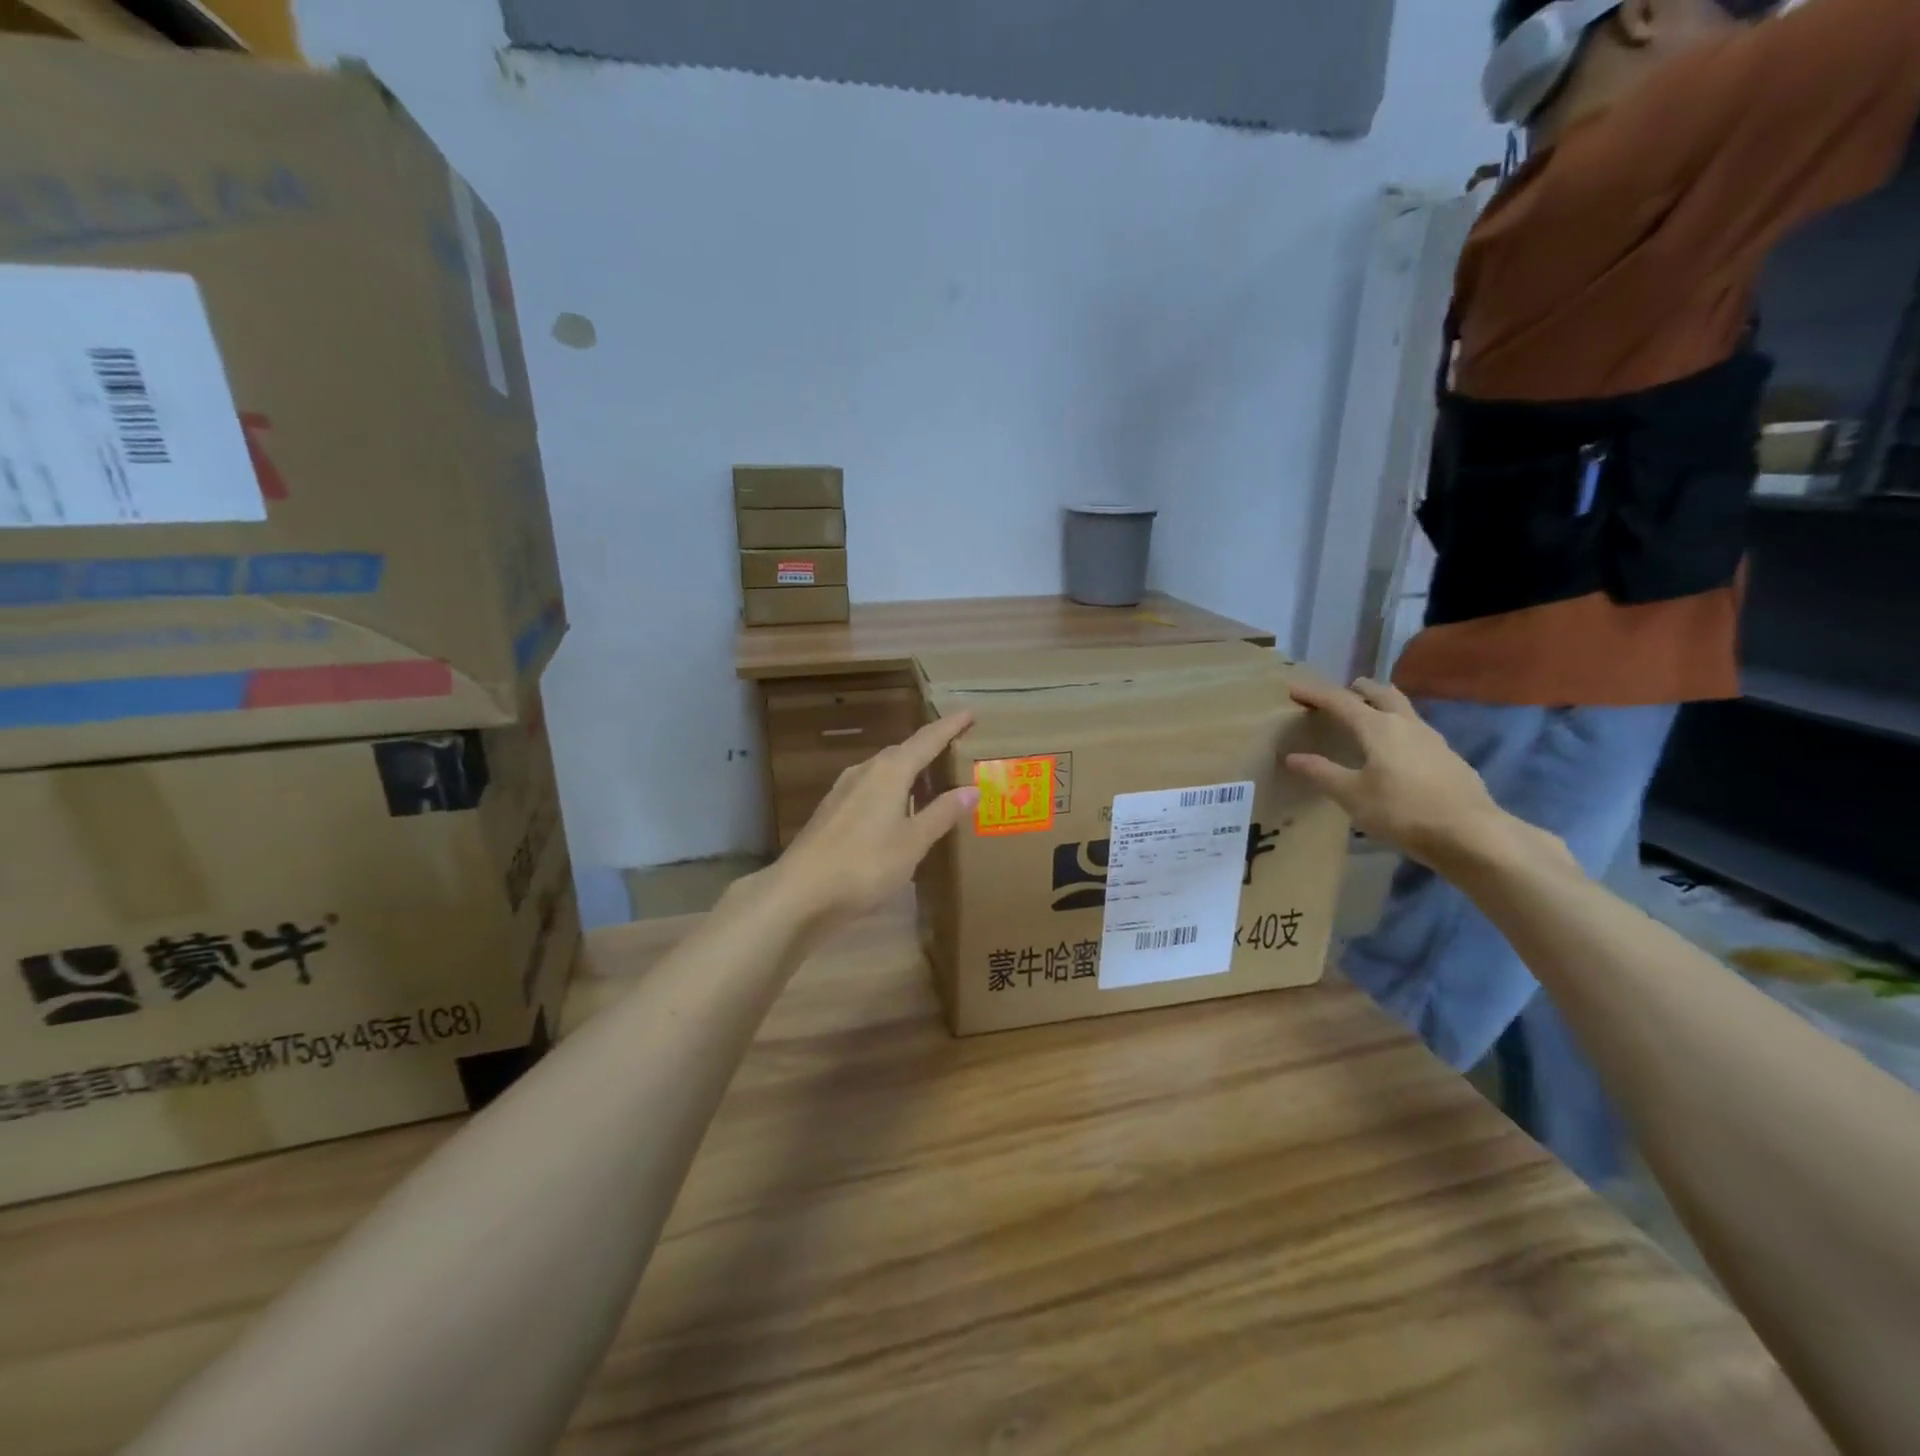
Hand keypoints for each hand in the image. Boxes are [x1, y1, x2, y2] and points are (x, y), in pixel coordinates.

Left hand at [764, 713, 978, 926]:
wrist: (800, 890)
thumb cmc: (865, 864)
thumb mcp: (912, 842)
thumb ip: (941, 813)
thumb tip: (971, 789)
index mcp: (889, 772)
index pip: (926, 740)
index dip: (949, 727)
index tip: (969, 713)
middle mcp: (865, 771)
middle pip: (902, 752)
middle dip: (928, 748)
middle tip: (953, 749)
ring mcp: (843, 790)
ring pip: (883, 770)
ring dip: (907, 771)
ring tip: (929, 780)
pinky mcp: (831, 810)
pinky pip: (869, 787)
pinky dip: (890, 790)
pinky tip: (895, 809)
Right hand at [1282, 678, 1523, 871]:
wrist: (1471, 833)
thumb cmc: (1402, 810)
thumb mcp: (1352, 795)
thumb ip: (1322, 773)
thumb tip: (1292, 757)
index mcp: (1378, 727)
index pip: (1340, 701)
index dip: (1315, 693)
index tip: (1294, 688)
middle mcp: (1406, 724)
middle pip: (1381, 694)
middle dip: (1358, 690)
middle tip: (1341, 694)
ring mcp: (1432, 739)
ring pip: (1403, 709)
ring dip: (1383, 705)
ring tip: (1368, 715)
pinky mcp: (1448, 757)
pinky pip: (1416, 731)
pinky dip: (1399, 729)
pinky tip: (1396, 751)